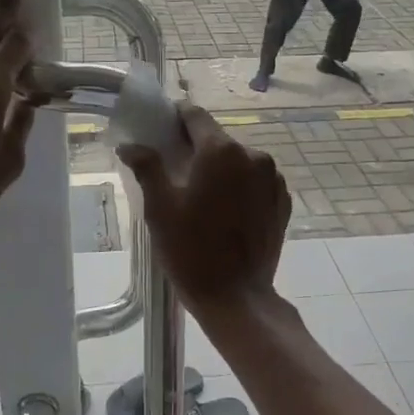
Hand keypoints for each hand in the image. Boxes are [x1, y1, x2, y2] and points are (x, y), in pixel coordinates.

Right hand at [118, 102, 289, 312]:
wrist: (236, 298)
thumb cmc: (191, 251)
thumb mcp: (159, 209)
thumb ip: (147, 167)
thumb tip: (130, 145)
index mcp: (221, 151)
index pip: (195, 116)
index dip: (176, 118)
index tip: (163, 129)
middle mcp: (253, 155)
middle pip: (218, 140)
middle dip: (197, 150)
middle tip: (176, 173)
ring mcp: (273, 179)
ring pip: (240, 161)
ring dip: (222, 171)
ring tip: (204, 198)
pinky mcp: (283, 202)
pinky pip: (257, 182)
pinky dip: (241, 188)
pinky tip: (227, 213)